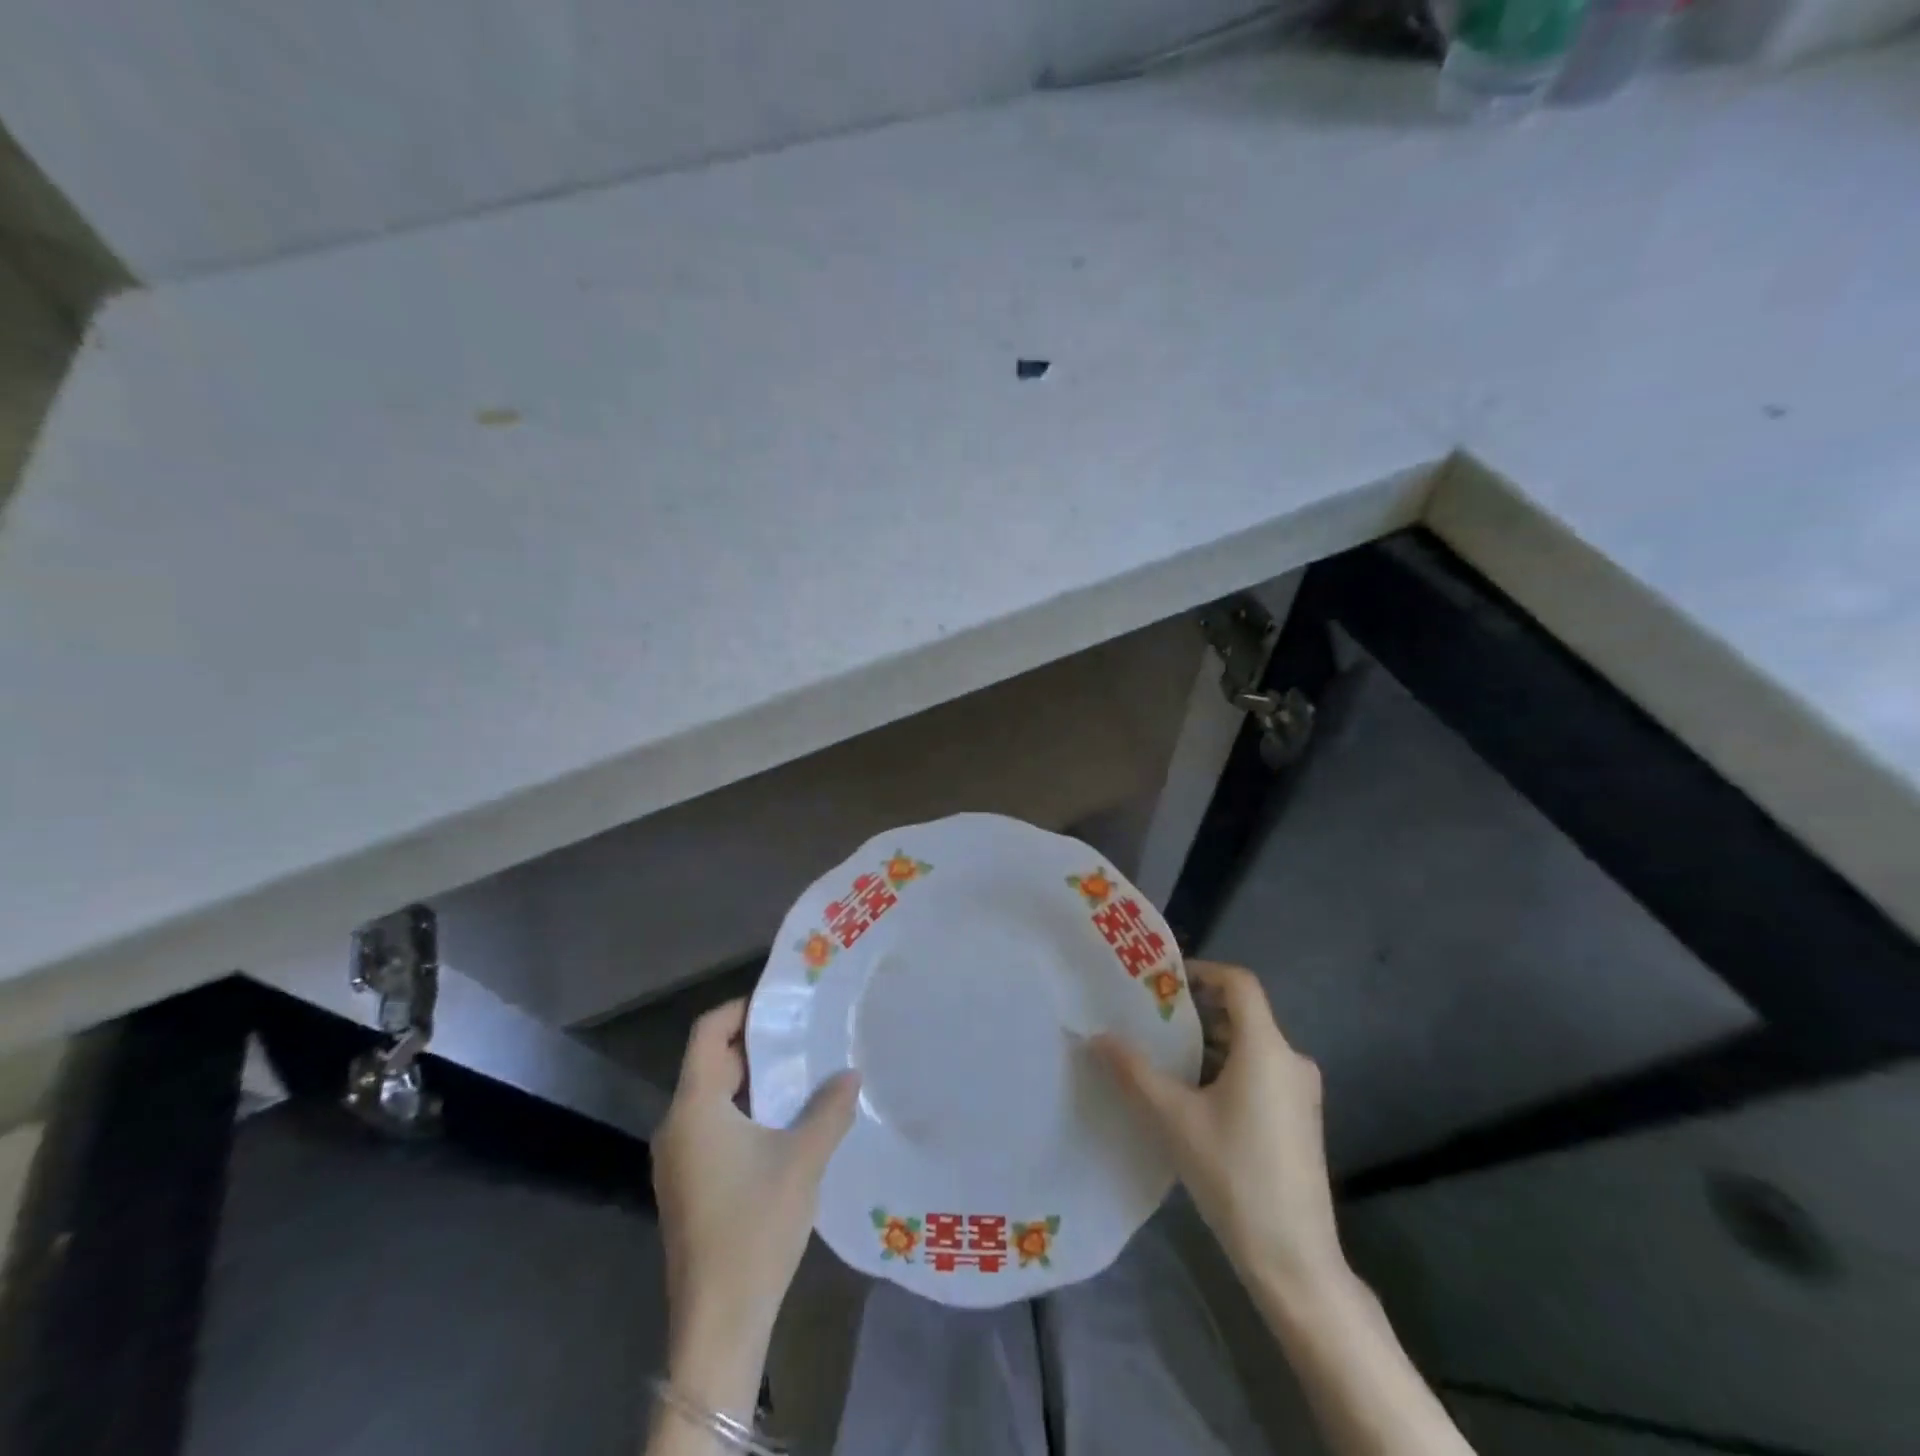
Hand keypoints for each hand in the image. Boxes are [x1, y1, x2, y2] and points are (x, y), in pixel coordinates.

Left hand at [651, 998, 859, 1417]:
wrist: (718, 1321)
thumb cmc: (755, 1226)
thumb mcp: (803, 1159)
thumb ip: (829, 1108)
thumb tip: (851, 1073)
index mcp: (694, 1108)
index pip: (707, 1032)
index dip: (741, 1009)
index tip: (781, 1004)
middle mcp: (676, 1126)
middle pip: (710, 1063)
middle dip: (756, 1046)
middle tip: (803, 1036)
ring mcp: (677, 1159)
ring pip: (713, 1097)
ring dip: (754, 1081)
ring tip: (802, 1074)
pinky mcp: (686, 1186)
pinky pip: (713, 1126)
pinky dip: (745, 1112)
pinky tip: (784, 1124)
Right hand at [1091, 962, 1343, 1300]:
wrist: (1295, 1260)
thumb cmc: (1234, 1175)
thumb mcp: (1173, 1119)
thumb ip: (1134, 1072)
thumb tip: (1096, 1036)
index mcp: (1267, 1048)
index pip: (1240, 983)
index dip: (1203, 971)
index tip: (1163, 981)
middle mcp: (1291, 1060)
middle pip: (1243, 1013)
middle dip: (1197, 1010)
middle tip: (1153, 1017)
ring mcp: (1300, 1093)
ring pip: (1251, 1045)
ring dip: (1210, 1042)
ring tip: (1166, 1055)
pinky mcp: (1300, 1120)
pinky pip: (1261, 1072)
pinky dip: (1227, 1068)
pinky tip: (1194, 1095)